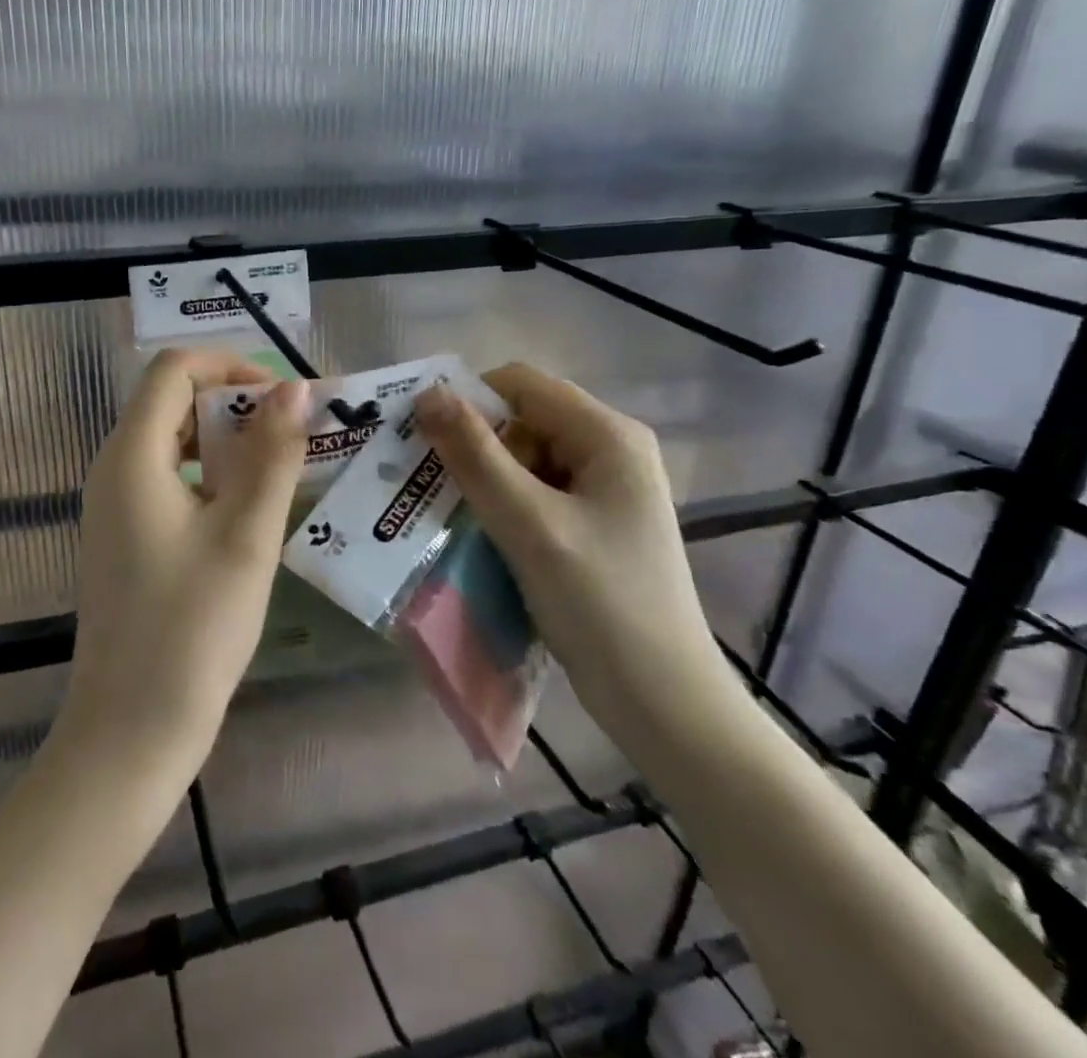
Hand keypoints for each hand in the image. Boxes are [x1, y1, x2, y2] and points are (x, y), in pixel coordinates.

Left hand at [56, 349, 309, 786]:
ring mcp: (115, 503)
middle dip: (235, 404)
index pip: (174, 369)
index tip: (284, 398)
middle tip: (294, 436)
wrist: (131, 730)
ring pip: (174, 440)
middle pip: (173, 400)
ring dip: (227, 441)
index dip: (231, 365)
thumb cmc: (192, 628)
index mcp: (132, 454)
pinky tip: (249, 510)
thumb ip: (272, 454)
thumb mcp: (246, 534)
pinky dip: (212, 475)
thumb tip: (295, 388)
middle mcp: (114, 467)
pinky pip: (169, 478)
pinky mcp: (126, 534)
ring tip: (281, 470)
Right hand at [415, 363, 722, 723]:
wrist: (662, 702)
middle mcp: (611, 449)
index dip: (468, 400)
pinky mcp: (594, 523)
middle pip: (523, 419)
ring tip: (452, 513)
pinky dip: (504, 505)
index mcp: (608, 434)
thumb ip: (475, 455)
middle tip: (433, 484)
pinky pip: (536, 492)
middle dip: (475, 444)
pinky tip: (481, 535)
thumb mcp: (528, 524)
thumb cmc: (600, 604)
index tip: (424, 438)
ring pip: (525, 458)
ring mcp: (605, 488)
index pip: (520, 383)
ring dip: (485, 479)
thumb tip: (427, 393)